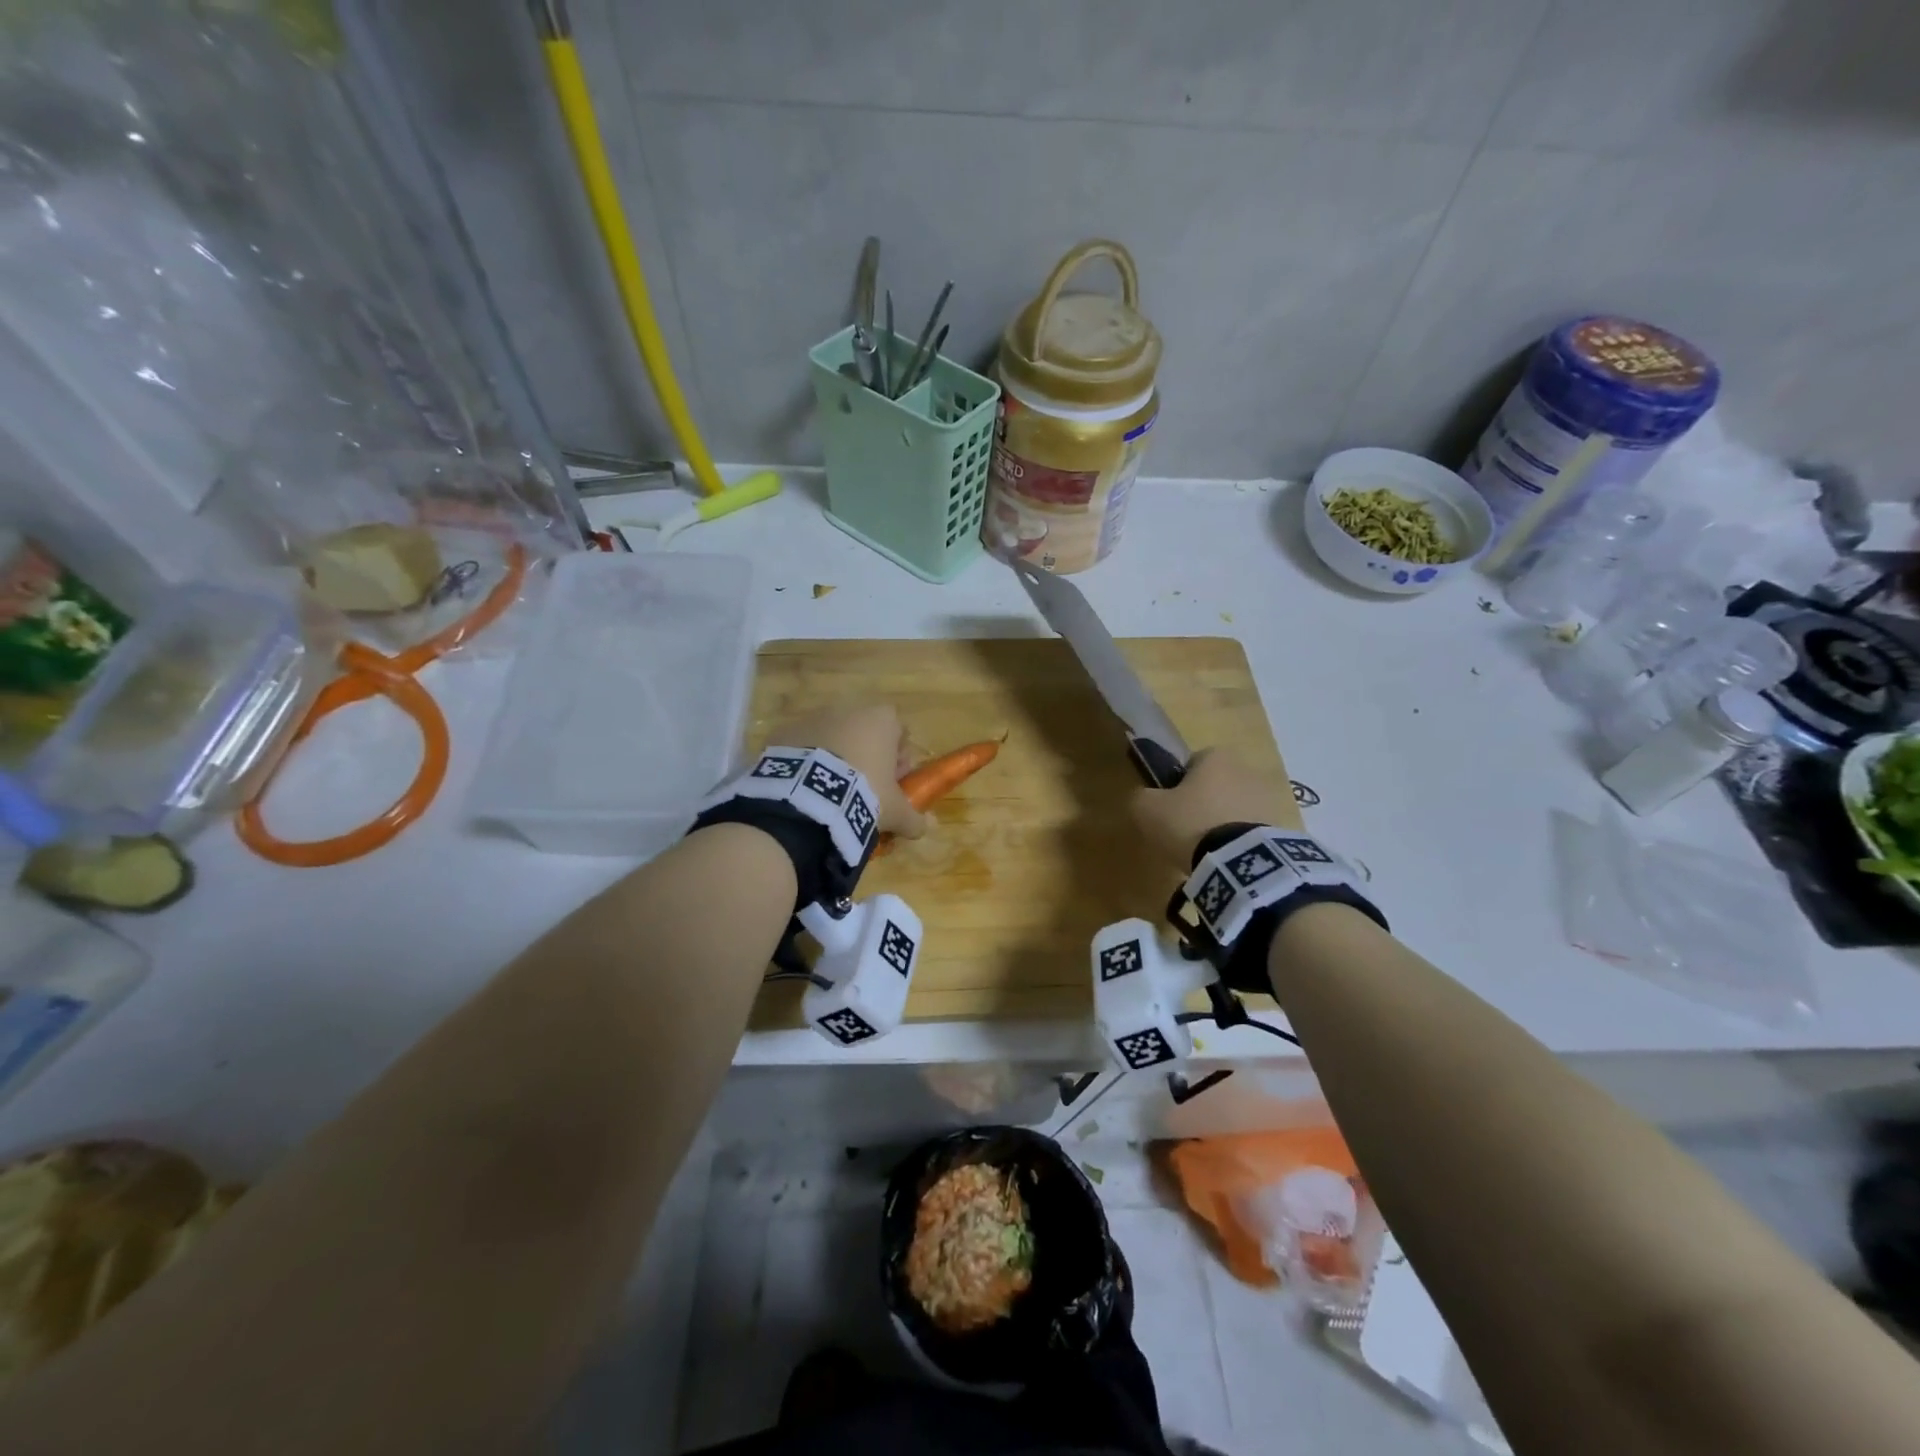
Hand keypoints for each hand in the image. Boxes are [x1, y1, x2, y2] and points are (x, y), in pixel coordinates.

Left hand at [771, 703, 925, 838]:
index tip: (894, 781)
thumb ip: (913, 818)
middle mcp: (848, 709)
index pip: (899, 731)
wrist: (806, 798)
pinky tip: (805, 789)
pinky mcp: (783, 732)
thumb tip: (925, 829)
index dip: (899, 756)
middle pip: (864, 731)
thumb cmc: (863, 794)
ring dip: (835, 758)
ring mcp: (812, 717)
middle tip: (864, 789)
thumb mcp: (895, 812)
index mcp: (881, 720)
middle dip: (866, 756)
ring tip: (831, 793)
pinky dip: (806, 762)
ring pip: (832, 737)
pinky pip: (802, 746)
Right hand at [1130, 749, 1302, 867]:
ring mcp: (1268, 799)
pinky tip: (1225, 860)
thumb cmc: (1188, 823)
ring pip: (1235, 808)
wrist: (1238, 861)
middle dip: (1203, 803)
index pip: (1192, 762)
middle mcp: (1246, 769)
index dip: (1178, 784)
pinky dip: (1239, 841)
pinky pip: (1251, 831)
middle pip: (1216, 785)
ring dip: (1223, 823)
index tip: (1170, 807)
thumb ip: (1141, 796)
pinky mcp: (1280, 827)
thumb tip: (1144, 798)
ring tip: (1205, 851)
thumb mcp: (1147, 809)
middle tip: (1185, 831)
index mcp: (1216, 756)